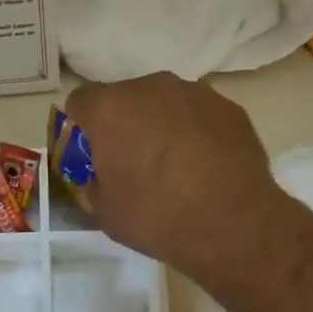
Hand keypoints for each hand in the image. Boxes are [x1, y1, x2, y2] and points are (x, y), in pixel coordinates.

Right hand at [65, 72, 293, 290]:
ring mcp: (195, 93)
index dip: (80, 126)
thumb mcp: (105, 211)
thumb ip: (94, 184)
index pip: (80, 101)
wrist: (232, 224)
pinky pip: (199, 115)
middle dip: (123, 123)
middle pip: (125, 98)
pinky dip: (195, 131)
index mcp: (110, 108)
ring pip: (165, 102)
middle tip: (131, 160)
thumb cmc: (156, 216)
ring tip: (173, 163)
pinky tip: (204, 165)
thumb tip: (102, 178)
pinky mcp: (229, 107)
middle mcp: (150, 88)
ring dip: (161, 124)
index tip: (89, 152)